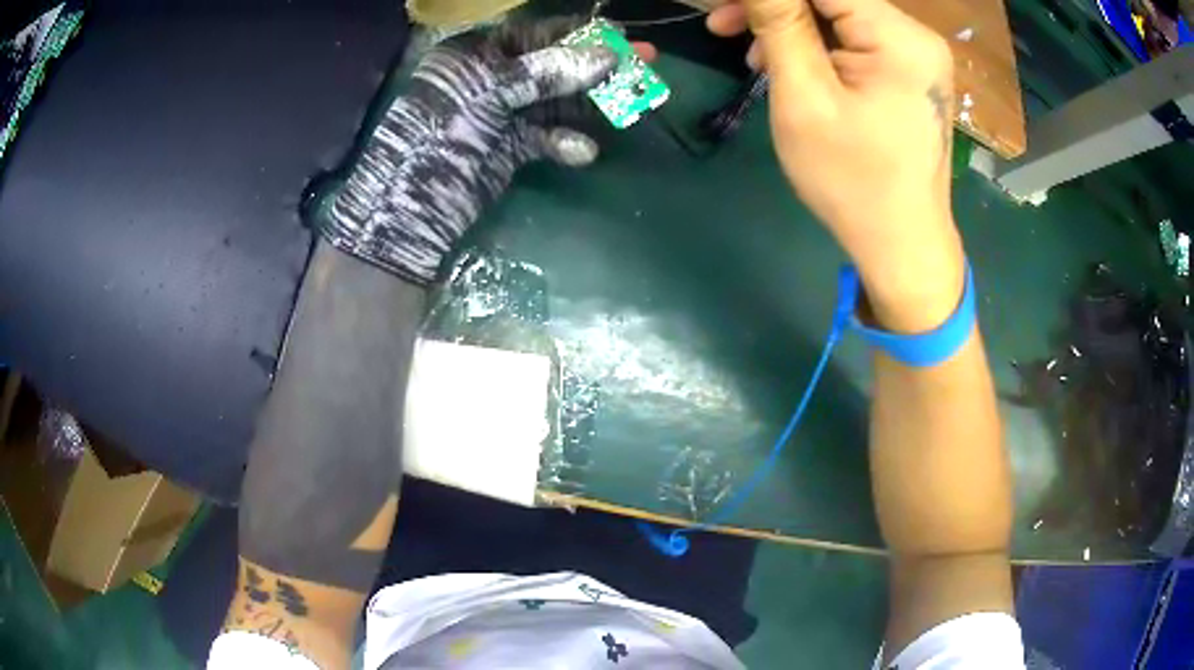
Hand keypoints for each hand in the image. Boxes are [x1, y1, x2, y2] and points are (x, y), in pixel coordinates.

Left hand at [320, 19, 654, 285]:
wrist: (411, 211)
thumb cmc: (440, 135)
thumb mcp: (491, 93)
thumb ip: (548, 72)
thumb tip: (608, 55)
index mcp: (475, 53)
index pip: (536, 33)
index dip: (579, 32)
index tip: (622, 35)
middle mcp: (490, 78)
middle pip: (553, 65)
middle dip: (596, 66)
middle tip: (645, 65)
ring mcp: (501, 114)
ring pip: (556, 101)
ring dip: (589, 104)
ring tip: (631, 104)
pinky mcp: (510, 149)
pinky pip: (546, 137)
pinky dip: (564, 142)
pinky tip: (582, 152)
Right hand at [708, 0, 964, 327]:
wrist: (902, 244)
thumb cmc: (853, 181)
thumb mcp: (805, 98)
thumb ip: (779, 23)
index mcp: (898, 37)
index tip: (727, 7)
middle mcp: (916, 35)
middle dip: (776, 7)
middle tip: (723, 25)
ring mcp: (916, 54)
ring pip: (840, 15)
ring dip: (791, 26)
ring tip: (754, 56)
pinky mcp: (909, 72)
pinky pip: (855, 39)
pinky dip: (818, 45)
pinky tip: (791, 66)